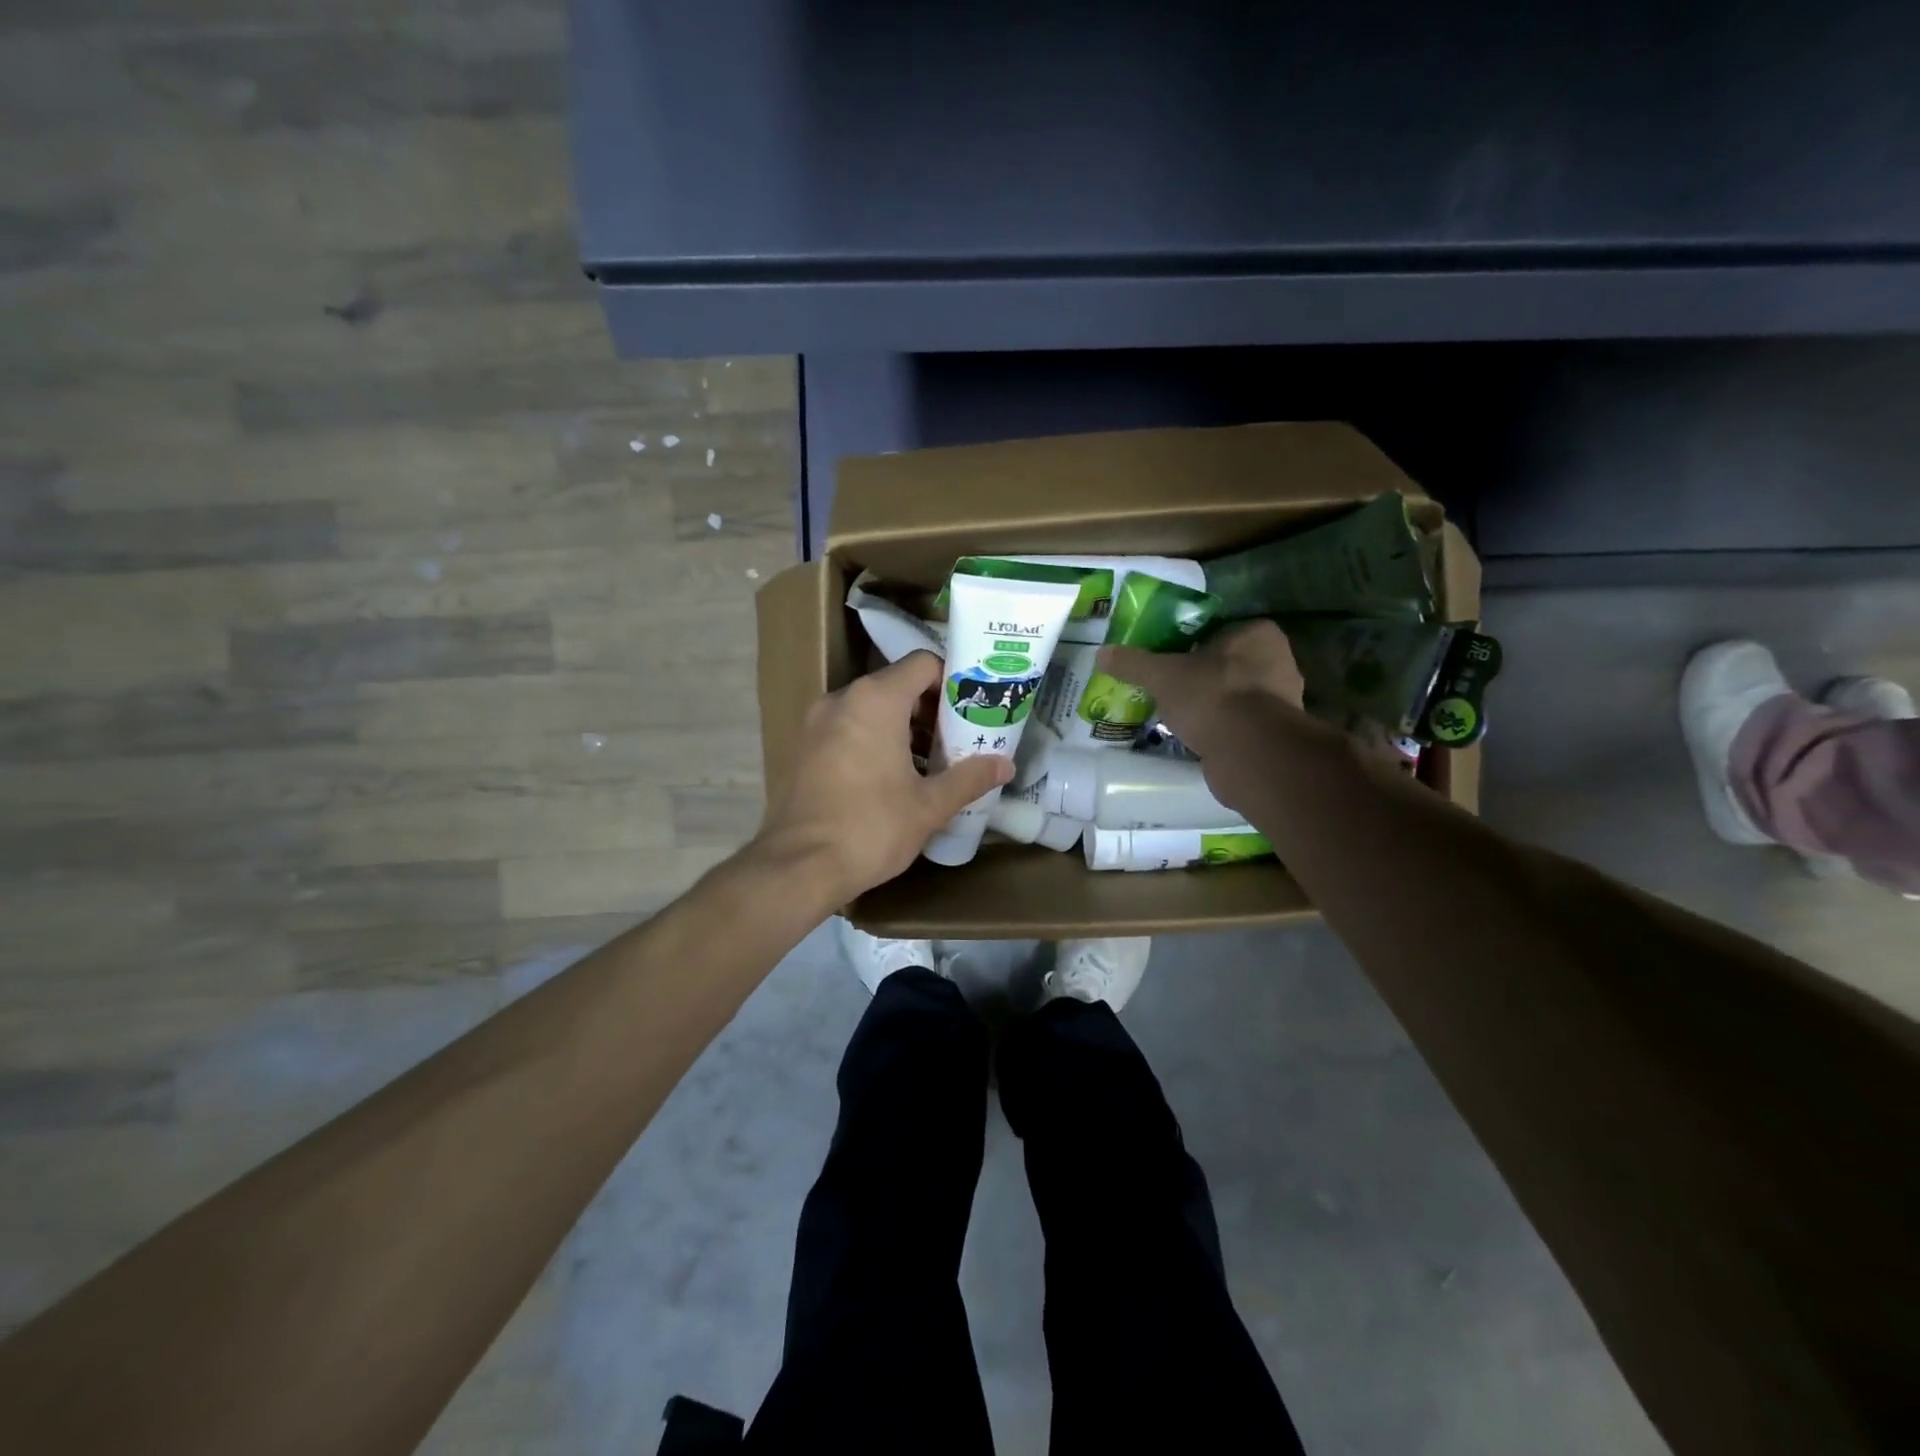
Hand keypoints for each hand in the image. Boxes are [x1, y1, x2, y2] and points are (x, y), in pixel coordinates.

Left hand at [757, 650, 1012, 901]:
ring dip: (901, 727)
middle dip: (929, 709)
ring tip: (929, 762)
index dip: (952, 681)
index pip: (922, 664)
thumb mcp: (929, 805)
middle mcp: (841, 699)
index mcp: (875, 700)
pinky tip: (890, 777)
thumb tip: (1006, 765)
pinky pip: (846, 728)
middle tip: (957, 739)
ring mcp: (815, 722)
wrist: (798, 867)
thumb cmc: (871, 828)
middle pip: (896, 685)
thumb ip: (969, 778)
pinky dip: (872, 740)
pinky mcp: (801, 747)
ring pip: (869, 708)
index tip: (971, 709)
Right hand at [1097, 622, 1309, 798]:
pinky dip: (1218, 729)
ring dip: (1208, 705)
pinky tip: (1193, 737)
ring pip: (1232, 695)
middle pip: (1225, 664)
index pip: (1218, 630)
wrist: (1249, 752)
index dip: (1190, 643)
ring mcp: (1280, 701)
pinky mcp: (1273, 735)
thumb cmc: (1211, 696)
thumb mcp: (1162, 675)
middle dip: (1198, 676)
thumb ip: (1133, 662)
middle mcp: (1277, 662)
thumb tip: (1102, 653)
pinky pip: (1237, 724)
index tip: (1166, 658)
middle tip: (1166, 687)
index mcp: (1257, 634)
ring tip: (1175, 714)